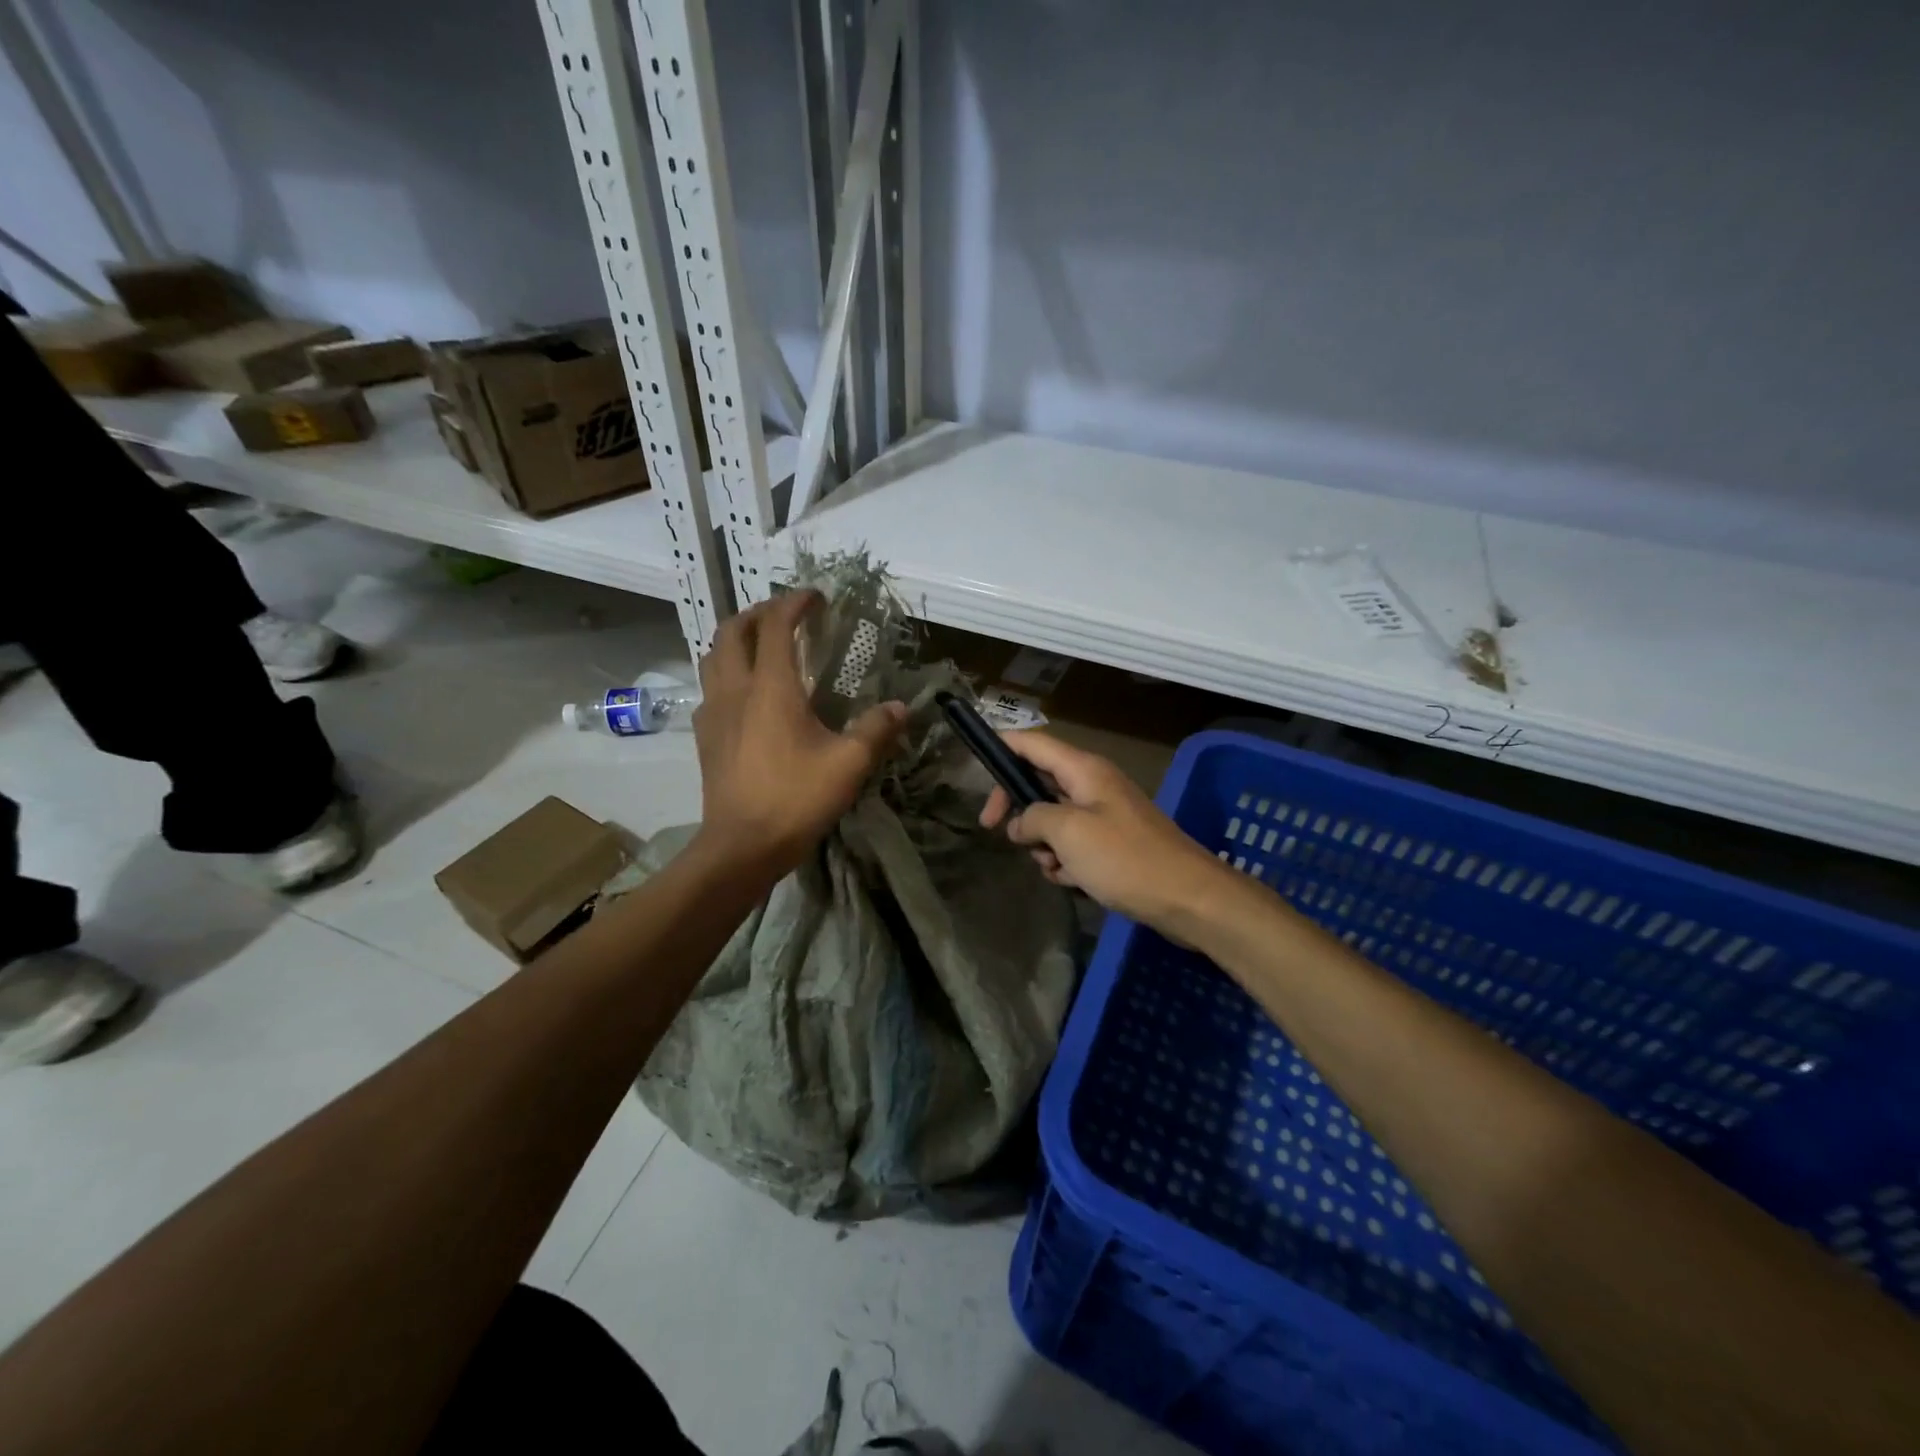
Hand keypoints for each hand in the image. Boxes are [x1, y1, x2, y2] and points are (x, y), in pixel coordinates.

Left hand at [692, 590, 907, 876]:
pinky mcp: (704, 737)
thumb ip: (876, 730)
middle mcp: (735, 689)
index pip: (774, 625)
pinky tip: (745, 695)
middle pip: (732, 631)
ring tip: (760, 645)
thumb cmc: (795, 798)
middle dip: (758, 613)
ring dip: (735, 639)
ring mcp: (713, 713)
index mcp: (770, 687)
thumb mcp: (849, 764)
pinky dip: (726, 674)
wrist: (741, 846)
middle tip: (785, 616)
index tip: (815, 597)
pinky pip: (710, 689)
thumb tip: (900, 708)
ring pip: (713, 657)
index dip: (794, 604)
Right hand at [978, 730, 1231, 939]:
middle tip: (996, 831)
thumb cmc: (1124, 858)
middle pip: (1039, 781)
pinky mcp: (1113, 843)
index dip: (1001, 747)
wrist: (1187, 897)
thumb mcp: (1068, 833)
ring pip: (1053, 818)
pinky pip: (1074, 843)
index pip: (1032, 742)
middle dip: (1018, 808)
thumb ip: (1034, 818)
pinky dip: (1065, 860)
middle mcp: (1093, 784)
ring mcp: (1104, 814)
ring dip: (1042, 842)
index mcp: (1083, 770)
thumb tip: (1021, 822)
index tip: (974, 767)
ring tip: (1052, 866)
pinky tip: (1071, 879)